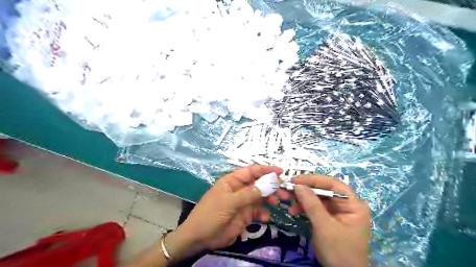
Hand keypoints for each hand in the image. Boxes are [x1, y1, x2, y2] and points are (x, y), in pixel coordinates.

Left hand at [172, 165, 280, 253]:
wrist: (201, 237)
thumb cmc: (211, 213)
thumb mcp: (229, 202)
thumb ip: (248, 194)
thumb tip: (267, 185)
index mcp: (233, 181)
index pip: (251, 171)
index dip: (265, 170)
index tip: (280, 172)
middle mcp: (240, 189)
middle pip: (259, 184)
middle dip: (271, 186)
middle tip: (284, 191)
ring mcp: (243, 202)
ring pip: (260, 197)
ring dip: (270, 199)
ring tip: (278, 203)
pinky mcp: (245, 215)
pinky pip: (258, 211)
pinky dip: (264, 213)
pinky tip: (265, 218)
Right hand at [276, 174, 371, 266]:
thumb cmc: (339, 251)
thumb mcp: (324, 226)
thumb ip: (311, 204)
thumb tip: (297, 185)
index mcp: (353, 204)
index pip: (333, 184)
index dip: (313, 180)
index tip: (295, 180)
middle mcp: (346, 204)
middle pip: (324, 190)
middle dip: (305, 190)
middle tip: (287, 189)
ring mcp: (337, 211)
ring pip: (317, 197)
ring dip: (301, 199)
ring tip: (287, 201)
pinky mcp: (328, 217)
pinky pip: (314, 207)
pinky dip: (303, 207)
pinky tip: (293, 211)